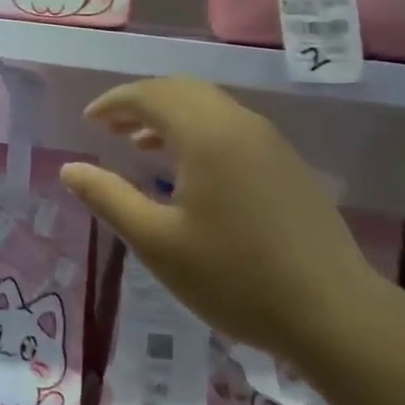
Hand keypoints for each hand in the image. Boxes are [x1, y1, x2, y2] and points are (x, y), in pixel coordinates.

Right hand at [58, 78, 383, 361]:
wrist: (334, 313)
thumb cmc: (235, 278)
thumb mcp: (157, 242)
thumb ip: (109, 198)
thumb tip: (70, 168)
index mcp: (206, 134)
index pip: (150, 95)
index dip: (114, 102)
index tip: (88, 121)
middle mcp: (239, 124)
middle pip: (181, 91)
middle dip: (140, 103)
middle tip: (109, 129)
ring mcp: (269, 142)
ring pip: (209, 107)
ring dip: (169, 116)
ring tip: (139, 145)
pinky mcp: (286, 164)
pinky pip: (231, 127)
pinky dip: (197, 130)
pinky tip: (188, 169)